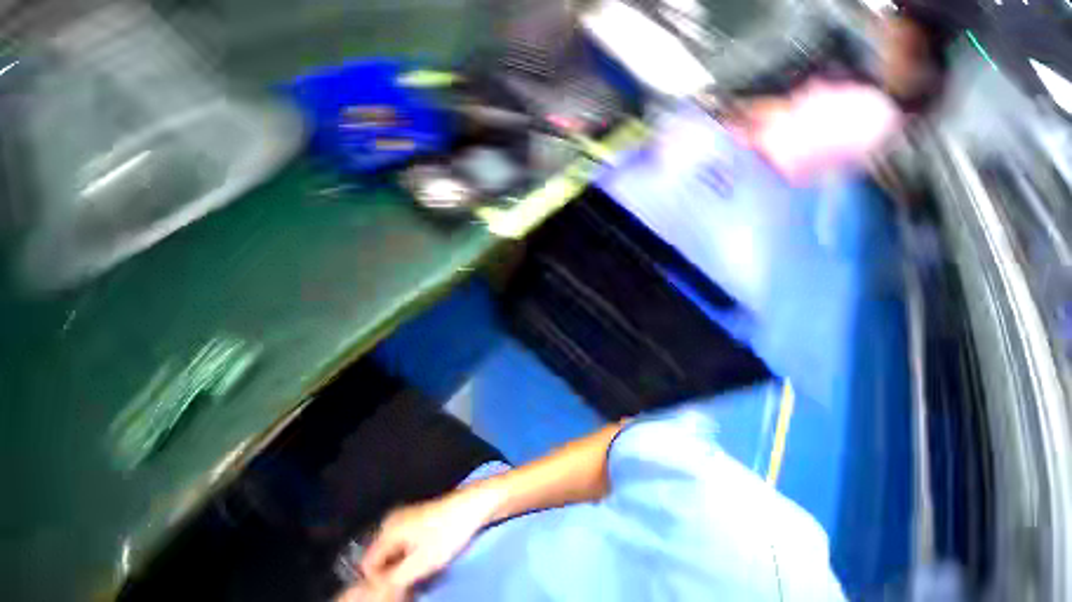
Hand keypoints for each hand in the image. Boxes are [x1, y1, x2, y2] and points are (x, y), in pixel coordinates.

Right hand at [358, 485, 503, 593]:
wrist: (475, 505)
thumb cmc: (447, 533)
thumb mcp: (418, 564)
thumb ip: (391, 582)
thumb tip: (373, 594)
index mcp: (388, 529)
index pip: (368, 566)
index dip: (379, 584)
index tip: (398, 594)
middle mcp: (393, 521)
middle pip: (380, 560)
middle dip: (391, 578)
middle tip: (409, 589)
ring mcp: (407, 519)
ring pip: (394, 555)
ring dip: (402, 571)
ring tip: (420, 577)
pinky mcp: (420, 521)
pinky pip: (406, 547)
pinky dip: (411, 559)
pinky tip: (426, 565)